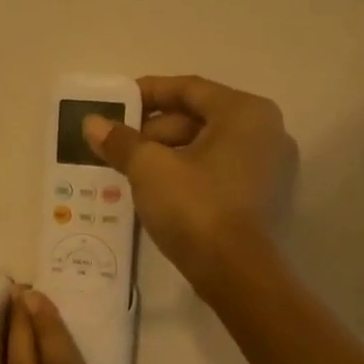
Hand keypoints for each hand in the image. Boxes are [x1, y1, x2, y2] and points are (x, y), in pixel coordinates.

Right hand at [83, 75, 292, 288]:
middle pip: (200, 118)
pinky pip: (220, 172)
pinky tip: (158, 190)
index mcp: (244, 112)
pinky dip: (189, 173)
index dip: (148, 92)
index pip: (189, 88)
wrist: (238, 275)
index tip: (116, 104)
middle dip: (154, 130)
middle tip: (118, 144)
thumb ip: (121, 141)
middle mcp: (267, 131)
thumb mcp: (149, 169)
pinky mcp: (266, 198)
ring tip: (130, 169)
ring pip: (209, 147)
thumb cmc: (196, 208)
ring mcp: (271, 167)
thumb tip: (92, 123)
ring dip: (168, 154)